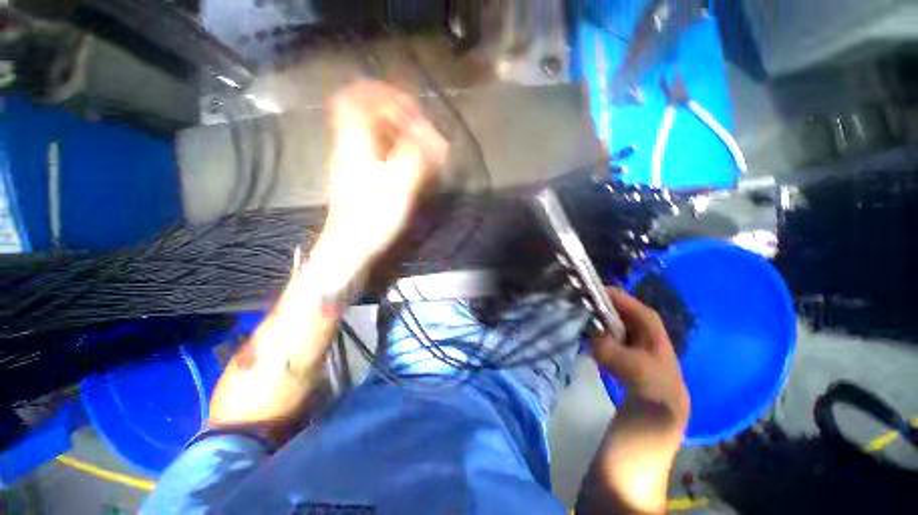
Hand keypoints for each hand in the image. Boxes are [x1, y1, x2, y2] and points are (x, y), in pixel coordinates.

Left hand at [318, 80, 447, 275]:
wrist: (349, 248)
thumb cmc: (372, 218)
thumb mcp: (399, 186)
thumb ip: (417, 157)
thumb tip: (435, 138)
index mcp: (354, 143)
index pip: (357, 98)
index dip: (383, 94)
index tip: (410, 108)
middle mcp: (349, 147)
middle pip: (364, 113)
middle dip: (393, 114)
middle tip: (418, 128)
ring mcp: (351, 163)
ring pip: (370, 134)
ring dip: (394, 132)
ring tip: (417, 145)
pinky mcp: (358, 179)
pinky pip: (374, 153)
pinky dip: (392, 151)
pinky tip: (407, 165)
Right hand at [590, 288, 689, 429]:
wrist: (624, 480)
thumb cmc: (643, 441)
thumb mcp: (648, 401)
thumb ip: (628, 363)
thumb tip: (595, 339)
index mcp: (666, 368)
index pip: (649, 323)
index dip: (627, 303)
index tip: (599, 291)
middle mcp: (651, 368)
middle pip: (633, 329)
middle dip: (611, 312)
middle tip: (584, 303)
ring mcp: (630, 379)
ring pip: (618, 341)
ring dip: (600, 326)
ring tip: (579, 318)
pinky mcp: (612, 389)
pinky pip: (605, 356)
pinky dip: (593, 344)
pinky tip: (580, 344)